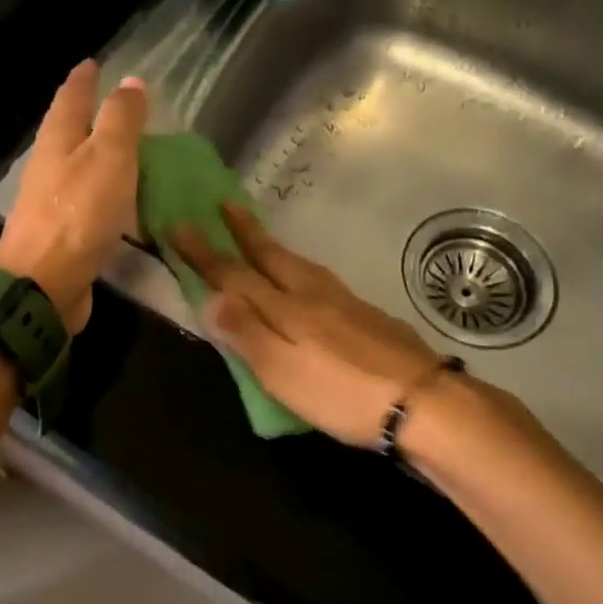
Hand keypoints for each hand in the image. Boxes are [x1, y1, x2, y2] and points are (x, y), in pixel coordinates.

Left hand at [0, 61, 147, 332]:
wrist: (44, 284)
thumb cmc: (78, 214)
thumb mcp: (109, 157)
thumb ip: (121, 119)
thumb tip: (131, 81)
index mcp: (57, 140)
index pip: (71, 98)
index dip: (84, 79)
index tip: (93, 63)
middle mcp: (49, 166)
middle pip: (69, 131)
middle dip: (89, 115)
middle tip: (118, 105)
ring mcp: (52, 202)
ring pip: (78, 167)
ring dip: (98, 155)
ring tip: (127, 150)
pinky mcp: (63, 234)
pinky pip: (88, 202)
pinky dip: (106, 192)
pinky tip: (122, 200)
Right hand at [172, 205, 448, 445]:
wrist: (423, 400)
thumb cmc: (342, 393)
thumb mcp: (283, 372)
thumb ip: (246, 333)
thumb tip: (208, 296)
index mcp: (286, 307)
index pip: (234, 274)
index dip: (204, 253)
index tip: (178, 224)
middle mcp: (312, 294)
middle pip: (270, 256)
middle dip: (243, 231)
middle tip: (224, 203)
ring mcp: (344, 301)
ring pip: (298, 263)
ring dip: (271, 245)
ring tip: (257, 235)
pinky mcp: (366, 315)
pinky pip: (319, 277)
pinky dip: (299, 267)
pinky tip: (306, 278)